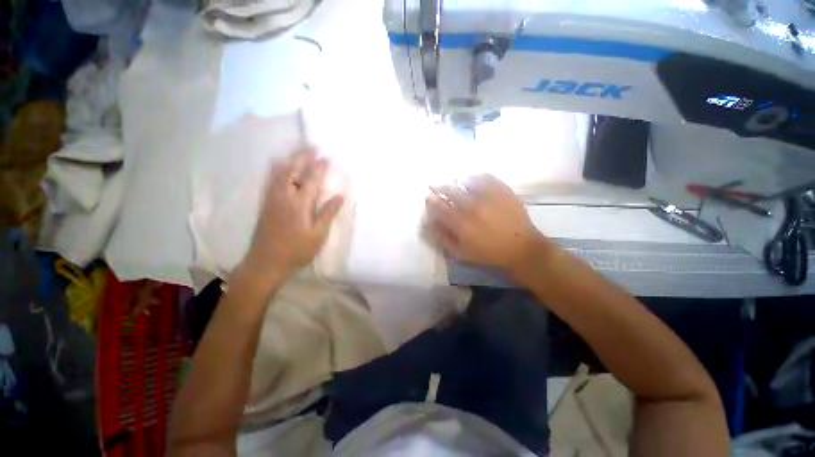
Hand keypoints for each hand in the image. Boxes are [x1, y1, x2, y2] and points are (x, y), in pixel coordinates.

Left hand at [242, 147, 343, 280]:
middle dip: (303, 157)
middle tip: (312, 147)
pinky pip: (270, 180)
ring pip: (279, 173)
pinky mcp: (265, 204)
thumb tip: (339, 196)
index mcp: (299, 204)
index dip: (319, 168)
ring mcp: (272, 199)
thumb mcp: (318, 235)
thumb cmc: (297, 250)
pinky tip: (279, 167)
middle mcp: (284, 197)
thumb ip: (327, 214)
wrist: (266, 262)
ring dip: (290, 160)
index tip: (326, 158)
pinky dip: (277, 169)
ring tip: (298, 153)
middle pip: (292, 171)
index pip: (311, 180)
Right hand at [426, 175, 547, 271]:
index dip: (432, 200)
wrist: (521, 248)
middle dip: (441, 187)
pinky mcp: (503, 191)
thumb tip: (430, 223)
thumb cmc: (489, 253)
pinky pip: (486, 177)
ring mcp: (490, 197)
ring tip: (456, 182)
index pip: (440, 207)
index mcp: (462, 224)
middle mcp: (474, 208)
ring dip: (458, 181)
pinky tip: (474, 179)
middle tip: (437, 186)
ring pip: (467, 181)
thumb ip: (443, 238)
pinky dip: (477, 176)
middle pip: (451, 190)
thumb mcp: (461, 253)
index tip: (428, 197)